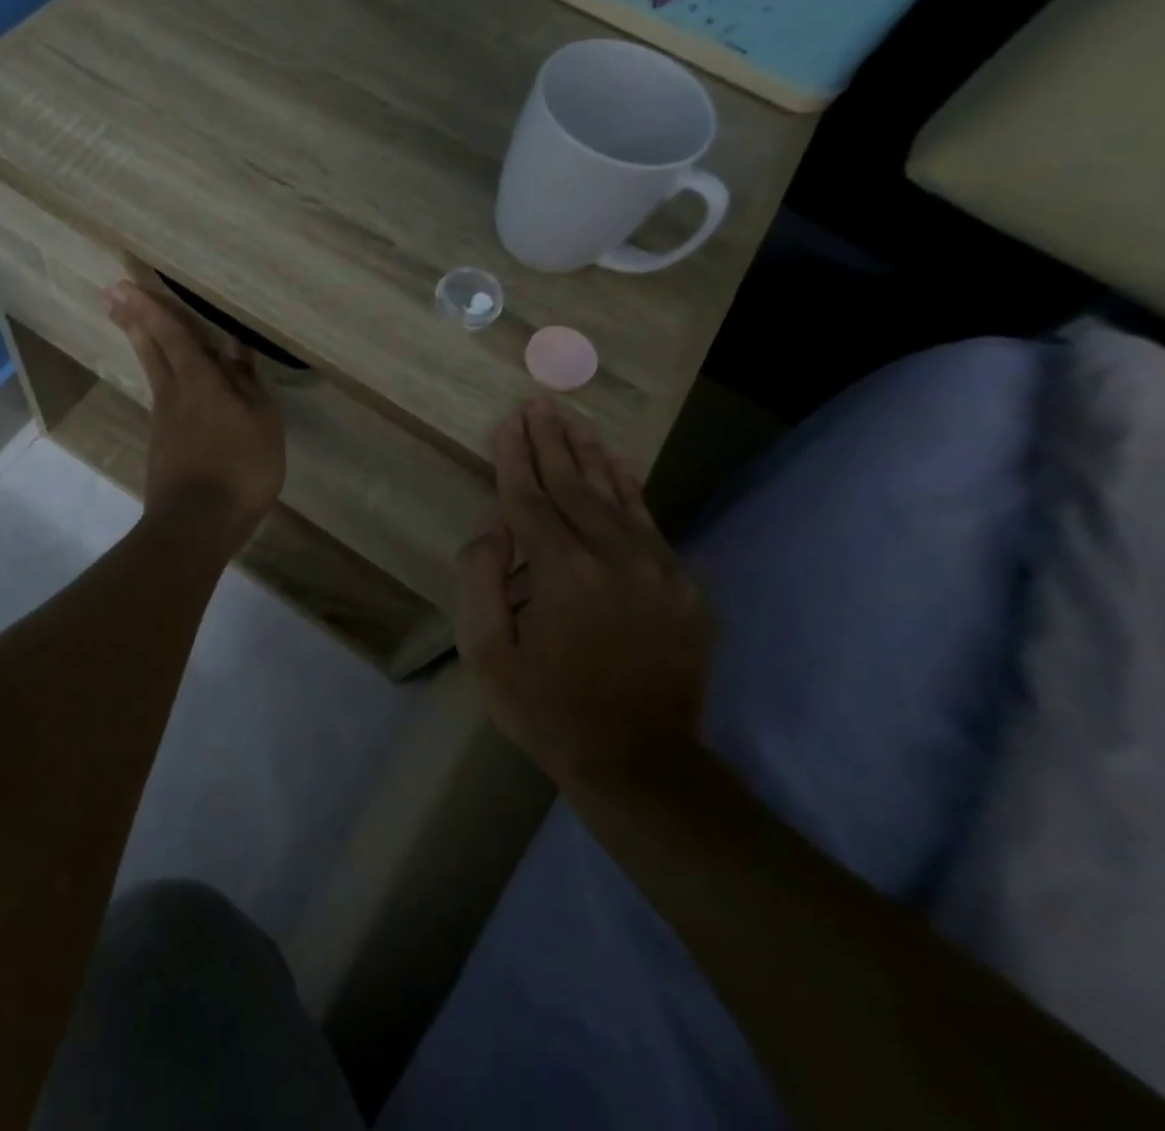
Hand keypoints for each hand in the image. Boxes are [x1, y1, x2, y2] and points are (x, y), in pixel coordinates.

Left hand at [106, 282, 285, 549]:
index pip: (173, 336)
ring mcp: (164, 423)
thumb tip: (232, 346)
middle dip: (133, 321)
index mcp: (200, 382)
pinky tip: (170, 387)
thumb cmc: (240, 468)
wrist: (197, 524)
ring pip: (153, 374)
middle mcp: (174, 395)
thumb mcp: (262, 423)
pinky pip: (162, 401)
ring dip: (142, 346)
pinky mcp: (162, 448)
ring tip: (134, 326)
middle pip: (151, 350)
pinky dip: (161, 381)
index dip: (150, 309)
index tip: (122, 286)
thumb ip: (246, 383)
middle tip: (111, 296)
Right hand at [456, 399, 714, 783]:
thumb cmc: (548, 709)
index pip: (529, 498)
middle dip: (550, 441)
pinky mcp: (683, 585)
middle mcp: (613, 556)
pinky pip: (650, 522)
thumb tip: (493, 526)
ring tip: (574, 420)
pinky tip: (617, 467)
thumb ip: (480, 581)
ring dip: (590, 454)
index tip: (506, 421)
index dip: (513, 457)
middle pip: (573, 485)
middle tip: (537, 402)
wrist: (641, 763)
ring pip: (616, 495)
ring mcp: (657, 568)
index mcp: (562, 572)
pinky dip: (630, 488)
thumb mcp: (487, 654)